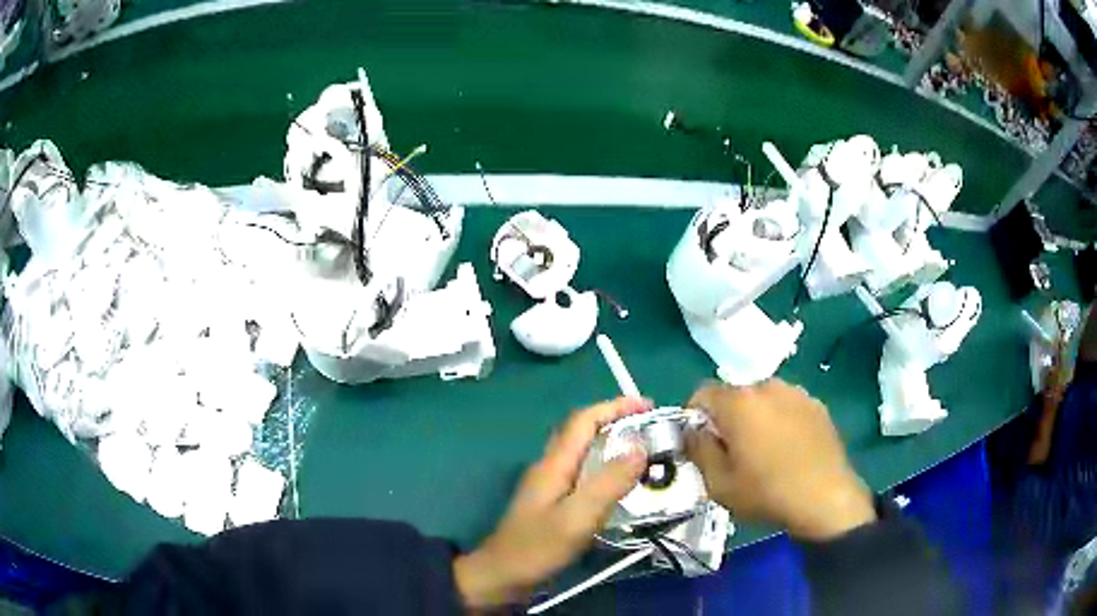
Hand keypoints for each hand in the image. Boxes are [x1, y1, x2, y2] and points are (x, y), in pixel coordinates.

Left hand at [454, 397, 649, 608]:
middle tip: (651, 429)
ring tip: (644, 453)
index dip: (615, 407)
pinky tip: (621, 485)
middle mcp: (550, 467)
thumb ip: (608, 483)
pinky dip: (606, 468)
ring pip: (584, 453)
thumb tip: (639, 447)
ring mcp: (549, 486)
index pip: (584, 420)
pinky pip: (584, 474)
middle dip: (616, 421)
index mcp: (554, 464)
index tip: (648, 406)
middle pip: (583, 432)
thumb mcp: (577, 517)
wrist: (502, 576)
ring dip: (612, 444)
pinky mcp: (552, 503)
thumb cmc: (537, 548)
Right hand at [685, 379, 874, 540]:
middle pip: (735, 396)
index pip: (702, 393)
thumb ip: (697, 449)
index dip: (695, 418)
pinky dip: (781, 421)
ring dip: (756, 419)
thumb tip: (692, 430)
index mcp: (739, 402)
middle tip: (733, 453)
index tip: (702, 444)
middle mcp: (768, 387)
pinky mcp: (817, 405)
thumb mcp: (718, 483)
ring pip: (763, 400)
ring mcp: (797, 393)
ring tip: (765, 453)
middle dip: (728, 419)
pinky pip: (787, 407)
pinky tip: (789, 451)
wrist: (826, 499)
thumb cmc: (766, 493)